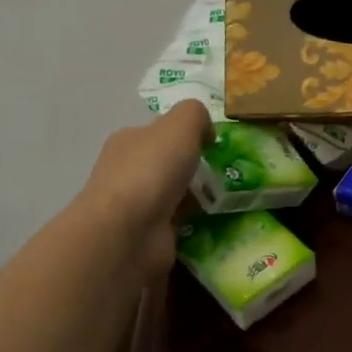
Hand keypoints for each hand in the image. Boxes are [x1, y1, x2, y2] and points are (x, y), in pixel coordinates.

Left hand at [77, 100, 210, 275]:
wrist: (127, 232)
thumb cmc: (152, 170)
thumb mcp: (181, 125)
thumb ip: (195, 115)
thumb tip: (205, 132)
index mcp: (128, 141)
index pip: (158, 133)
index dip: (185, 135)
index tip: (212, 146)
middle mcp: (126, 171)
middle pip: (166, 165)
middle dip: (192, 169)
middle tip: (223, 176)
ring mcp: (134, 207)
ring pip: (172, 196)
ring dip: (195, 200)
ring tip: (225, 201)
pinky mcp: (145, 236)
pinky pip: (175, 226)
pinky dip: (192, 225)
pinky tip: (212, 225)